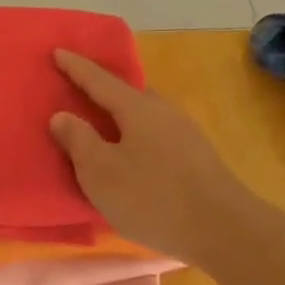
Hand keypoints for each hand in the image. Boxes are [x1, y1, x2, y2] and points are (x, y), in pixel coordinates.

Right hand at [48, 49, 248, 260]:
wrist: (228, 233)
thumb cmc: (154, 198)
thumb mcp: (101, 172)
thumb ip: (78, 140)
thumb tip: (62, 116)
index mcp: (137, 108)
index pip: (99, 80)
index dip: (76, 67)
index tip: (57, 51)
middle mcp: (163, 113)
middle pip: (127, 93)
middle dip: (102, 89)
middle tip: (78, 87)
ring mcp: (185, 136)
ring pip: (144, 116)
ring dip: (120, 116)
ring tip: (101, 124)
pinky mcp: (197, 161)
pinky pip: (155, 137)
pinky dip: (135, 137)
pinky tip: (131, 156)